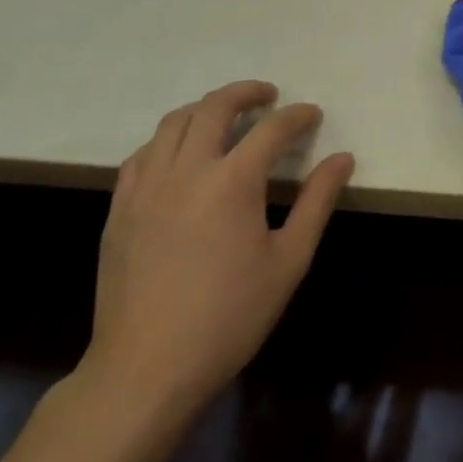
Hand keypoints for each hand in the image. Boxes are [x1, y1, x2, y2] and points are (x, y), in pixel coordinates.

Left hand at [80, 81, 353, 422]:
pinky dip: (169, 139)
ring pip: (172, 123)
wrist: (146, 368)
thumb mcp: (289, 259)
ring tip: (226, 117)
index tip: (312, 115)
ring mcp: (145, 187)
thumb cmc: (230, 316)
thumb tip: (342, 159)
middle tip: (268, 97)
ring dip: (205, 109)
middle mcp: (186, 170)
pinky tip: (181, 156)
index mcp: (232, 181)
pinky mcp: (120, 209)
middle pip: (214, 108)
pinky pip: (143, 154)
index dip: (297, 116)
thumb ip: (317, 201)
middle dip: (246, 93)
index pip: (271, 129)